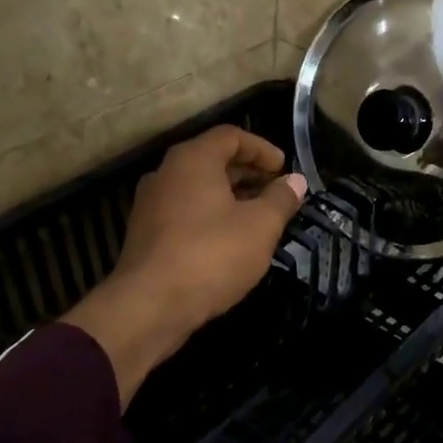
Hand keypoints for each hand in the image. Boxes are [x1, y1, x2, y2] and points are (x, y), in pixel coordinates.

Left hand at [62, 126, 306, 404]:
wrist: (150, 306)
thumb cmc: (211, 255)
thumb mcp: (260, 226)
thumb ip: (281, 199)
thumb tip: (296, 181)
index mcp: (193, 159)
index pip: (231, 136)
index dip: (262, 149)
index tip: (284, 169)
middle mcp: (167, 173)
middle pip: (212, 160)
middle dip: (248, 173)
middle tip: (276, 192)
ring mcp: (151, 204)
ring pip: (198, 188)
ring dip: (231, 197)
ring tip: (259, 218)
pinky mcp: (146, 234)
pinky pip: (185, 212)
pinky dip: (211, 216)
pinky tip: (231, 242)